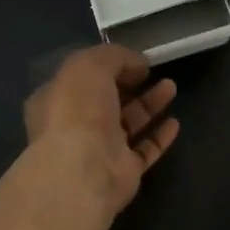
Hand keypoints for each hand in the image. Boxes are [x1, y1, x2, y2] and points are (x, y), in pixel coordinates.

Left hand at [23, 45, 179, 218]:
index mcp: (56, 100)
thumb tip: (138, 64)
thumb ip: (115, 57)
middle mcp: (74, 126)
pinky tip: (174, 122)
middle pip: (107, 101)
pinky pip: (144, 150)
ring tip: (171, 87)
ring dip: (149, 104)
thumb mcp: (90, 65)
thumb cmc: (78, 110)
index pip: (81, 79)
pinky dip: (159, 136)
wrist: (84, 168)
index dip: (107, 66)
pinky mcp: (122, 172)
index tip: (132, 58)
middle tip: (153, 71)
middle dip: (131, 84)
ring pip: (128, 124)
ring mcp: (99, 151)